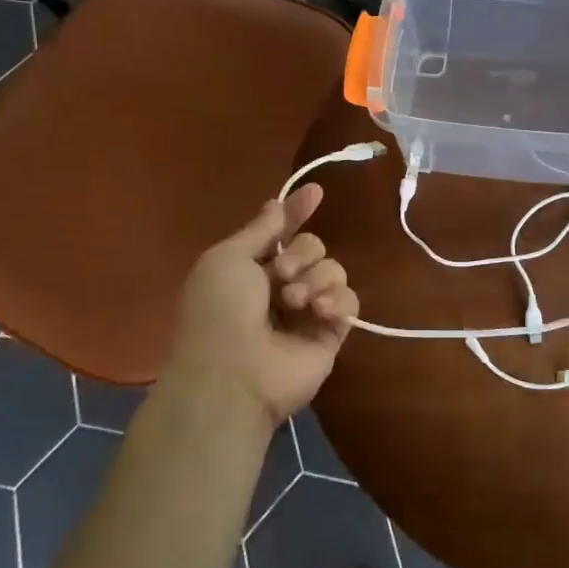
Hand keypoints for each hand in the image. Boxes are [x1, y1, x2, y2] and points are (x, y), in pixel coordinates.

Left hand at [168, 183, 359, 428]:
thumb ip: (261, 229)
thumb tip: (278, 202)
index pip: (282, 232)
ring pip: (333, 269)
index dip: (297, 212)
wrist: (233, 375)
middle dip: (301, 253)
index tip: (316, 192)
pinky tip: (317, 311)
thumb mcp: (228, 258)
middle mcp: (281, 287)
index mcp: (251, 269)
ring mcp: (308, 311)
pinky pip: (349, 300)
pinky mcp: (332, 333)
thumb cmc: (219, 311)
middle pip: (313, 247)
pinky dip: (336, 300)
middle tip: (281, 275)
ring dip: (316, 278)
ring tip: (295, 301)